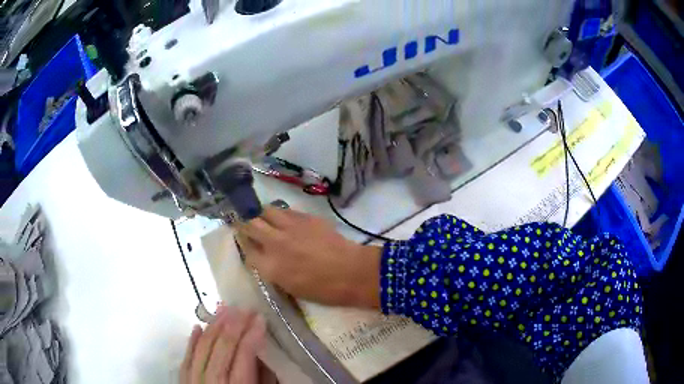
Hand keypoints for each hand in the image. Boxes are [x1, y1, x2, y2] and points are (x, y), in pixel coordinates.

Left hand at [180, 306, 271, 383]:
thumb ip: (264, 382)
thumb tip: (264, 356)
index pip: (243, 356)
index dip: (252, 335)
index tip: (260, 318)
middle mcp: (212, 382)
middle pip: (221, 348)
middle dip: (233, 325)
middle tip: (243, 307)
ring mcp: (194, 381)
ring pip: (202, 348)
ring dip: (213, 327)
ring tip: (223, 309)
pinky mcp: (183, 382)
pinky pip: (186, 358)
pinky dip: (192, 342)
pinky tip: (197, 327)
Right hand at [235, 207, 381, 307]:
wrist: (351, 272)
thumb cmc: (322, 289)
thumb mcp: (290, 287)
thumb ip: (272, 270)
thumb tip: (264, 258)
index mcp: (270, 267)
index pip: (246, 249)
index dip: (243, 243)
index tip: (244, 240)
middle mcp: (275, 243)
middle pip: (250, 224)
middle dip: (245, 222)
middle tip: (247, 223)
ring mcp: (290, 227)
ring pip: (266, 210)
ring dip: (262, 214)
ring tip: (265, 218)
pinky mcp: (306, 217)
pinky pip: (286, 210)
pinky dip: (281, 214)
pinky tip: (286, 219)